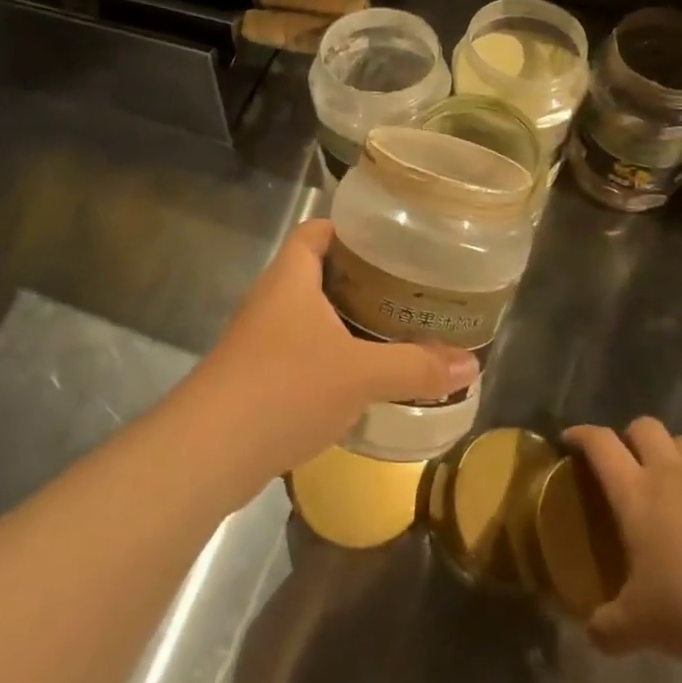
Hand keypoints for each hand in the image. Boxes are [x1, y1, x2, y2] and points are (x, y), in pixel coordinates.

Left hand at [191, 220, 478, 477]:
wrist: (208, 452)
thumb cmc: (285, 388)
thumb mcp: (360, 374)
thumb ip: (416, 367)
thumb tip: (473, 365)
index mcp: (291, 277)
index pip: (318, 231)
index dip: (352, 230)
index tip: (392, 242)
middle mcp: (272, 300)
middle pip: (317, 273)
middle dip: (360, 280)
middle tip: (406, 290)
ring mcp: (259, 340)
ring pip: (309, 316)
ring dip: (344, 322)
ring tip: (391, 331)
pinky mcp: (254, 378)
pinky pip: (299, 353)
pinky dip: (328, 358)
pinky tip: (358, 379)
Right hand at [564, 418, 681, 668]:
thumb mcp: (642, 626)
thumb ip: (610, 628)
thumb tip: (592, 634)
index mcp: (636, 492)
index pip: (600, 444)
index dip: (581, 435)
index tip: (569, 440)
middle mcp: (672, 473)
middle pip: (645, 427)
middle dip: (630, 436)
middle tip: (626, 463)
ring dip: (674, 451)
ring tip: (672, 479)